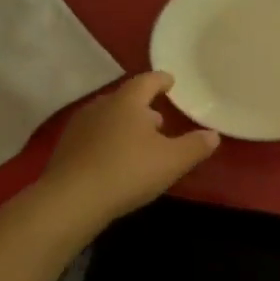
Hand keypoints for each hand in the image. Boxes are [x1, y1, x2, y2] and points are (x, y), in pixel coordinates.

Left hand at [43, 72, 219, 225]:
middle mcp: (101, 106)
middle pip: (125, 99)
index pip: (147, 81)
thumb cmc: (128, 171)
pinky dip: (108, 141)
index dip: (161, 80)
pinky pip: (94, 137)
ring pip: (108, 118)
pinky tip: (115, 159)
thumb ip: (195, 146)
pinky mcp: (66, 149)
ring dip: (125, 125)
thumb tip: (213, 135)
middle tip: (159, 118)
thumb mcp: (172, 161)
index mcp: (127, 102)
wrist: (72, 199)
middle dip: (143, 106)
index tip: (171, 81)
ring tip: (139, 140)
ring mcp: (79, 127)